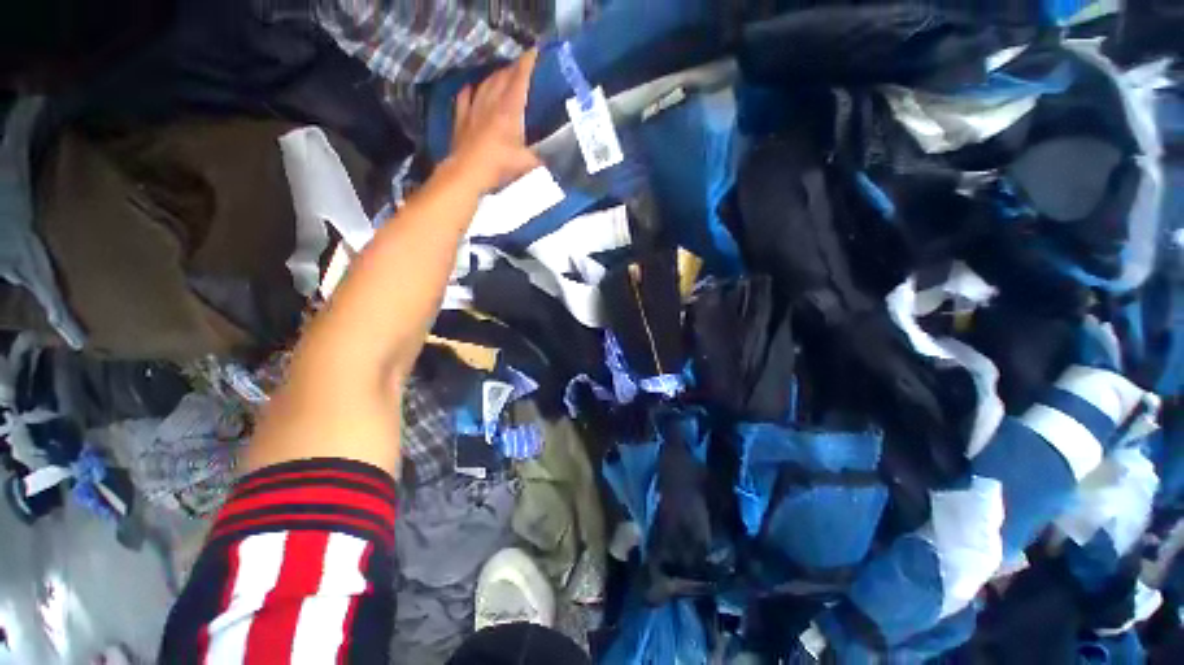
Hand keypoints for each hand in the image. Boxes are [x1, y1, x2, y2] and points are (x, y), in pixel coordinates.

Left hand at [447, 50, 540, 192]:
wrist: (468, 172)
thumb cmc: (499, 165)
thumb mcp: (526, 164)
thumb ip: (539, 160)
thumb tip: (549, 163)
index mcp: (509, 110)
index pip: (519, 80)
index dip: (527, 64)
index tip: (534, 52)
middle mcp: (491, 103)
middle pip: (502, 78)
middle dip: (512, 69)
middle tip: (520, 66)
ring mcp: (474, 109)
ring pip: (485, 84)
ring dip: (494, 77)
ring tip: (501, 74)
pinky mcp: (461, 119)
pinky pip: (464, 97)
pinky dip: (470, 90)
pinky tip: (472, 88)